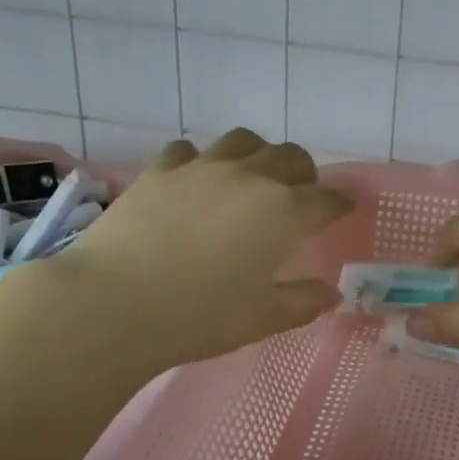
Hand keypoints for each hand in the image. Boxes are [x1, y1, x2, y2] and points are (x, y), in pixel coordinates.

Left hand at [16, 128, 351, 374]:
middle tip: (299, 195)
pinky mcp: (160, 169)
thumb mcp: (262, 318)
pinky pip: (190, 150)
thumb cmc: (199, 316)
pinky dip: (202, 161)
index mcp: (283, 212)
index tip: (344, 209)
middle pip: (291, 157)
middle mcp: (250, 178)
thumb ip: (304, 302)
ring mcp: (202, 167)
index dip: (340, 203)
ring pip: (244, 141)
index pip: (326, 199)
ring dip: (258, 155)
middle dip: (304, 173)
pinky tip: (195, 182)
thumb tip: (332, 294)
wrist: (114, 304)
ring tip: (251, 178)